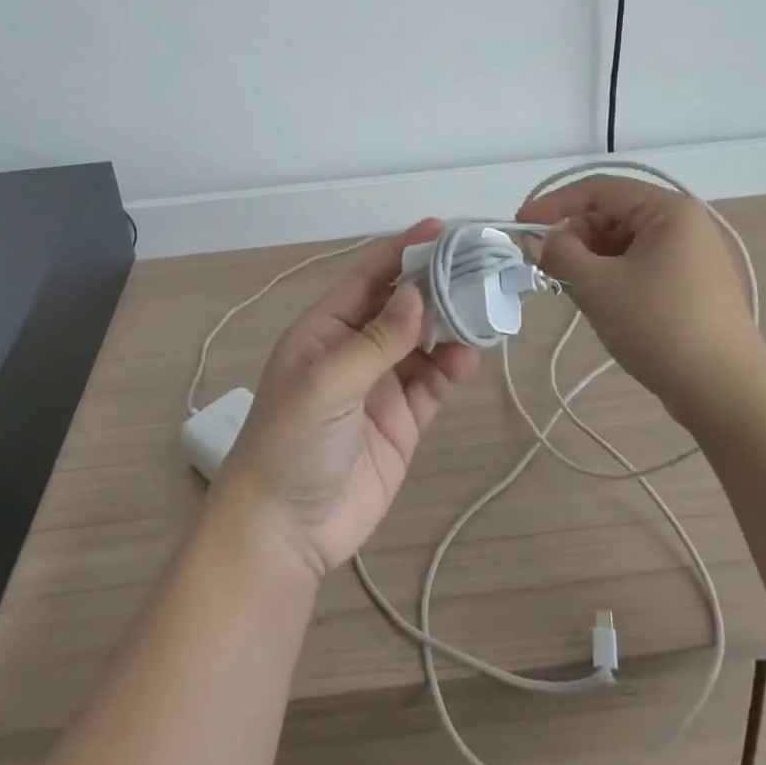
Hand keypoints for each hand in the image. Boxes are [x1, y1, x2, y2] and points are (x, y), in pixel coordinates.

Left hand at [211, 220, 481, 577]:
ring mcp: (380, 386)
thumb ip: (376, 340)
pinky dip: (452, 367)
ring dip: (450, 326)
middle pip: (401, 306)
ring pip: (423, 343)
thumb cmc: (291, 443)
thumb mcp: (327, 383)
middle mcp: (353, 350)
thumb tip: (418, 294)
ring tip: (482, 311)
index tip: (443, 230)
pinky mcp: (402, 422)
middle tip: (479, 267)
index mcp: (324, 330)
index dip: (403, 251)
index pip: (368, 277)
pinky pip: (432, 384)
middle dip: (436, 285)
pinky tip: (469, 358)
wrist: (284, 534)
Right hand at [518, 176, 764, 419]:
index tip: (520, 224)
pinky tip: (598, 302)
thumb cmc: (660, 327)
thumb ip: (561, 254)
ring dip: (590, 260)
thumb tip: (546, 242)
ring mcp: (690, 257)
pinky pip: (639, 266)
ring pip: (623, 243)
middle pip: (612, 215)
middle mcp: (683, 224)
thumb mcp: (599, 286)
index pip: (599, 190)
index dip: (554, 204)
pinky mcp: (691, 286)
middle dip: (573, 237)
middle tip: (543, 265)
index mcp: (668, 210)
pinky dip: (611, 276)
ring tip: (570, 288)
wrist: (726, 392)